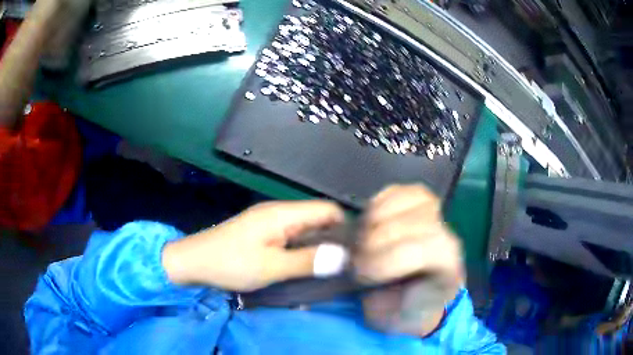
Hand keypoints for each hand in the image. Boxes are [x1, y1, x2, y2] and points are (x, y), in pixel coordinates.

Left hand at [162, 201, 343, 291]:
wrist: (193, 262)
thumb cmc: (230, 263)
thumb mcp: (271, 267)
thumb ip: (308, 261)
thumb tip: (344, 257)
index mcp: (283, 214)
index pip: (327, 210)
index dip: (345, 226)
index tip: (357, 251)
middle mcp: (279, 213)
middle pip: (318, 219)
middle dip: (333, 240)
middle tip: (347, 265)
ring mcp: (270, 224)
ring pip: (305, 231)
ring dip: (318, 248)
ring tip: (331, 269)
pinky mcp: (263, 235)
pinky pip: (292, 239)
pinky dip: (302, 251)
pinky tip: (307, 267)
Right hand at [355, 185, 463, 335]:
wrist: (416, 301)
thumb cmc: (401, 312)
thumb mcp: (389, 317)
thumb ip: (377, 295)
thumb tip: (353, 263)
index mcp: (448, 272)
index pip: (426, 251)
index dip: (386, 260)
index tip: (361, 275)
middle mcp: (449, 239)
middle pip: (414, 223)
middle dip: (375, 241)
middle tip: (356, 260)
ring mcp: (438, 218)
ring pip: (410, 200)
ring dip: (375, 219)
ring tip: (362, 240)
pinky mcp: (422, 204)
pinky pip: (401, 190)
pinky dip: (378, 203)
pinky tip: (369, 222)